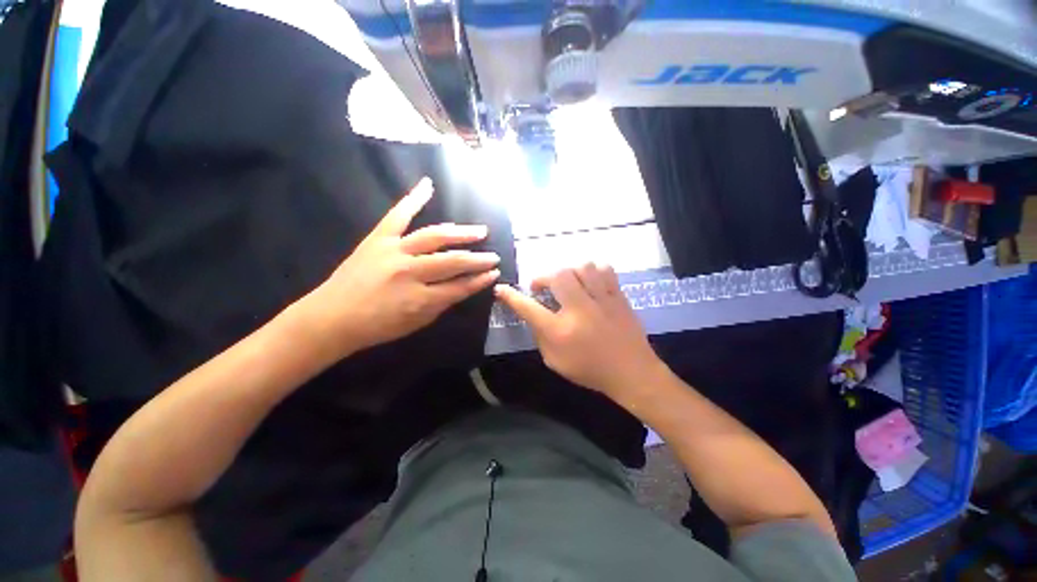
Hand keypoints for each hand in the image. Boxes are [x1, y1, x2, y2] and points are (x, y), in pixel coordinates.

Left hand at [297, 177, 500, 356]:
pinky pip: (398, 215)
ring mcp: (393, 251)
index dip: (480, 280)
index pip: (460, 287)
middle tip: (494, 256)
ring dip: (461, 233)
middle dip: (477, 259)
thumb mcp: (416, 323)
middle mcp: (410, 272)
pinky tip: (428, 184)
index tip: (495, 274)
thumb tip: (463, 286)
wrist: (331, 318)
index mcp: (420, 299)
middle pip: (452, 262)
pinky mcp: (377, 239)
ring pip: (434, 237)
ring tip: (479, 230)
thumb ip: (441, 304)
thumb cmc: (377, 326)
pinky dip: (413, 198)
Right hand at [494, 264, 664, 402]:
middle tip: (543, 288)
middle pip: (557, 276)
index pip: (528, 308)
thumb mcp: (555, 361)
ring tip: (567, 283)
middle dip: (543, 278)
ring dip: (568, 272)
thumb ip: (540, 336)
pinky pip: (604, 269)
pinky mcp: (618, 295)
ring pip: (582, 267)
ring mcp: (602, 300)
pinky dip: (592, 270)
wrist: (632, 372)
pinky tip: (589, 281)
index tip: (501, 289)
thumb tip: (534, 314)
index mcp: (561, 331)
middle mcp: (579, 310)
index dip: (511, 297)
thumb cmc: (590, 370)